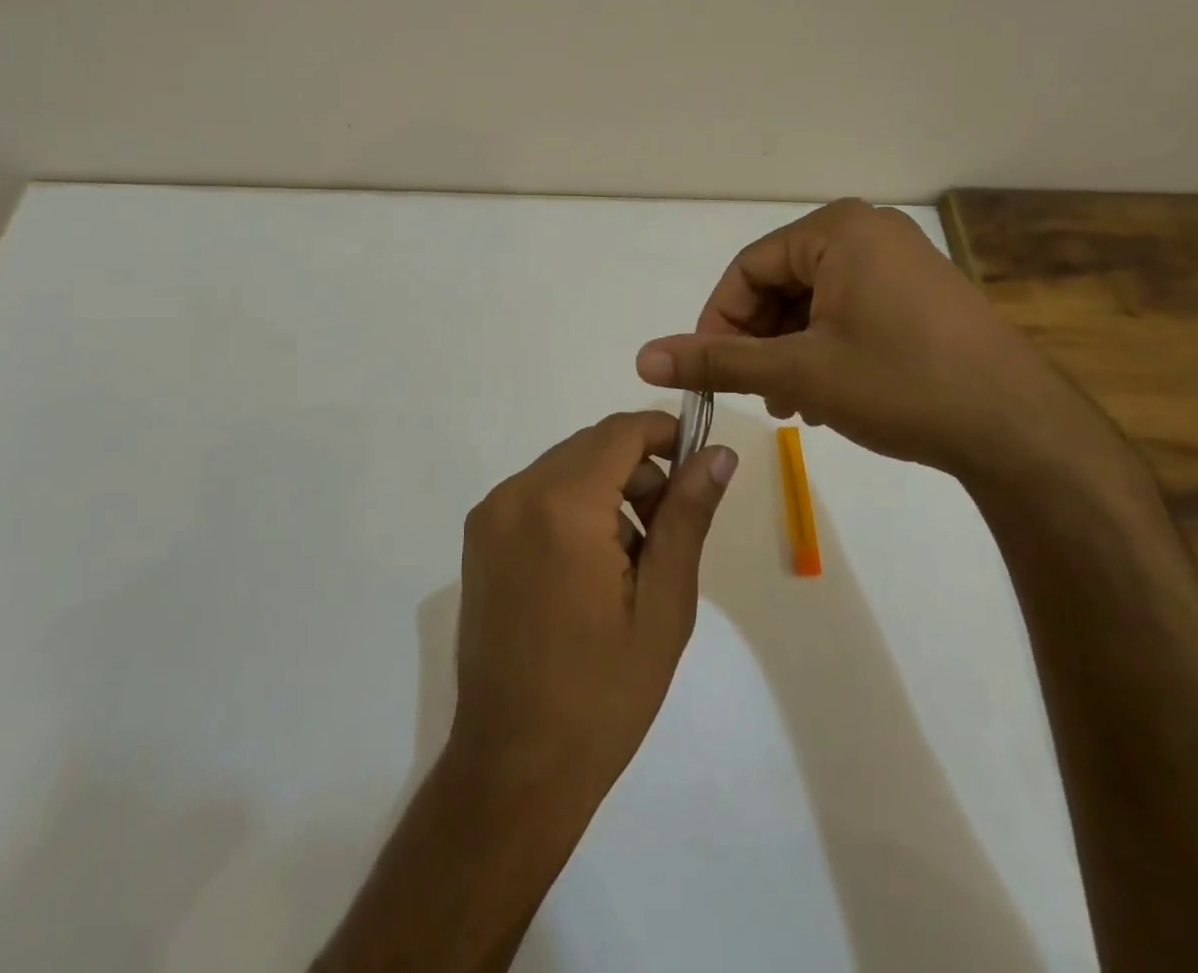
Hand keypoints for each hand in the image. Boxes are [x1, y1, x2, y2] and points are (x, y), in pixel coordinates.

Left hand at [449, 411, 738, 812]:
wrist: (515, 766)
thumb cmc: (603, 693)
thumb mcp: (663, 604)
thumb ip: (688, 515)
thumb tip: (719, 453)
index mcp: (561, 506)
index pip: (621, 432)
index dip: (665, 434)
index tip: (697, 467)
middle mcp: (515, 494)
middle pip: (591, 446)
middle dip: (638, 469)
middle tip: (669, 529)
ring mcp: (489, 515)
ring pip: (564, 468)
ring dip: (606, 489)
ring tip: (633, 558)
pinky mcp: (478, 538)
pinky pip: (537, 493)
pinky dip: (573, 506)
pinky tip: (592, 566)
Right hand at [635, 199, 1087, 477]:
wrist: (1021, 430)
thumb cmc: (900, 384)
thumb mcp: (797, 372)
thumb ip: (716, 361)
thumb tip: (643, 357)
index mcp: (837, 230)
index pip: (748, 269)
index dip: (719, 321)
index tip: (710, 372)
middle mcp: (868, 232)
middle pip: (780, 283)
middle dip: (759, 341)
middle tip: (756, 394)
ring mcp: (900, 262)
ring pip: (813, 302)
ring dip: (789, 351)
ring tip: (792, 404)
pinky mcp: (920, 294)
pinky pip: (848, 310)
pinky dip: (824, 348)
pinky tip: (826, 396)